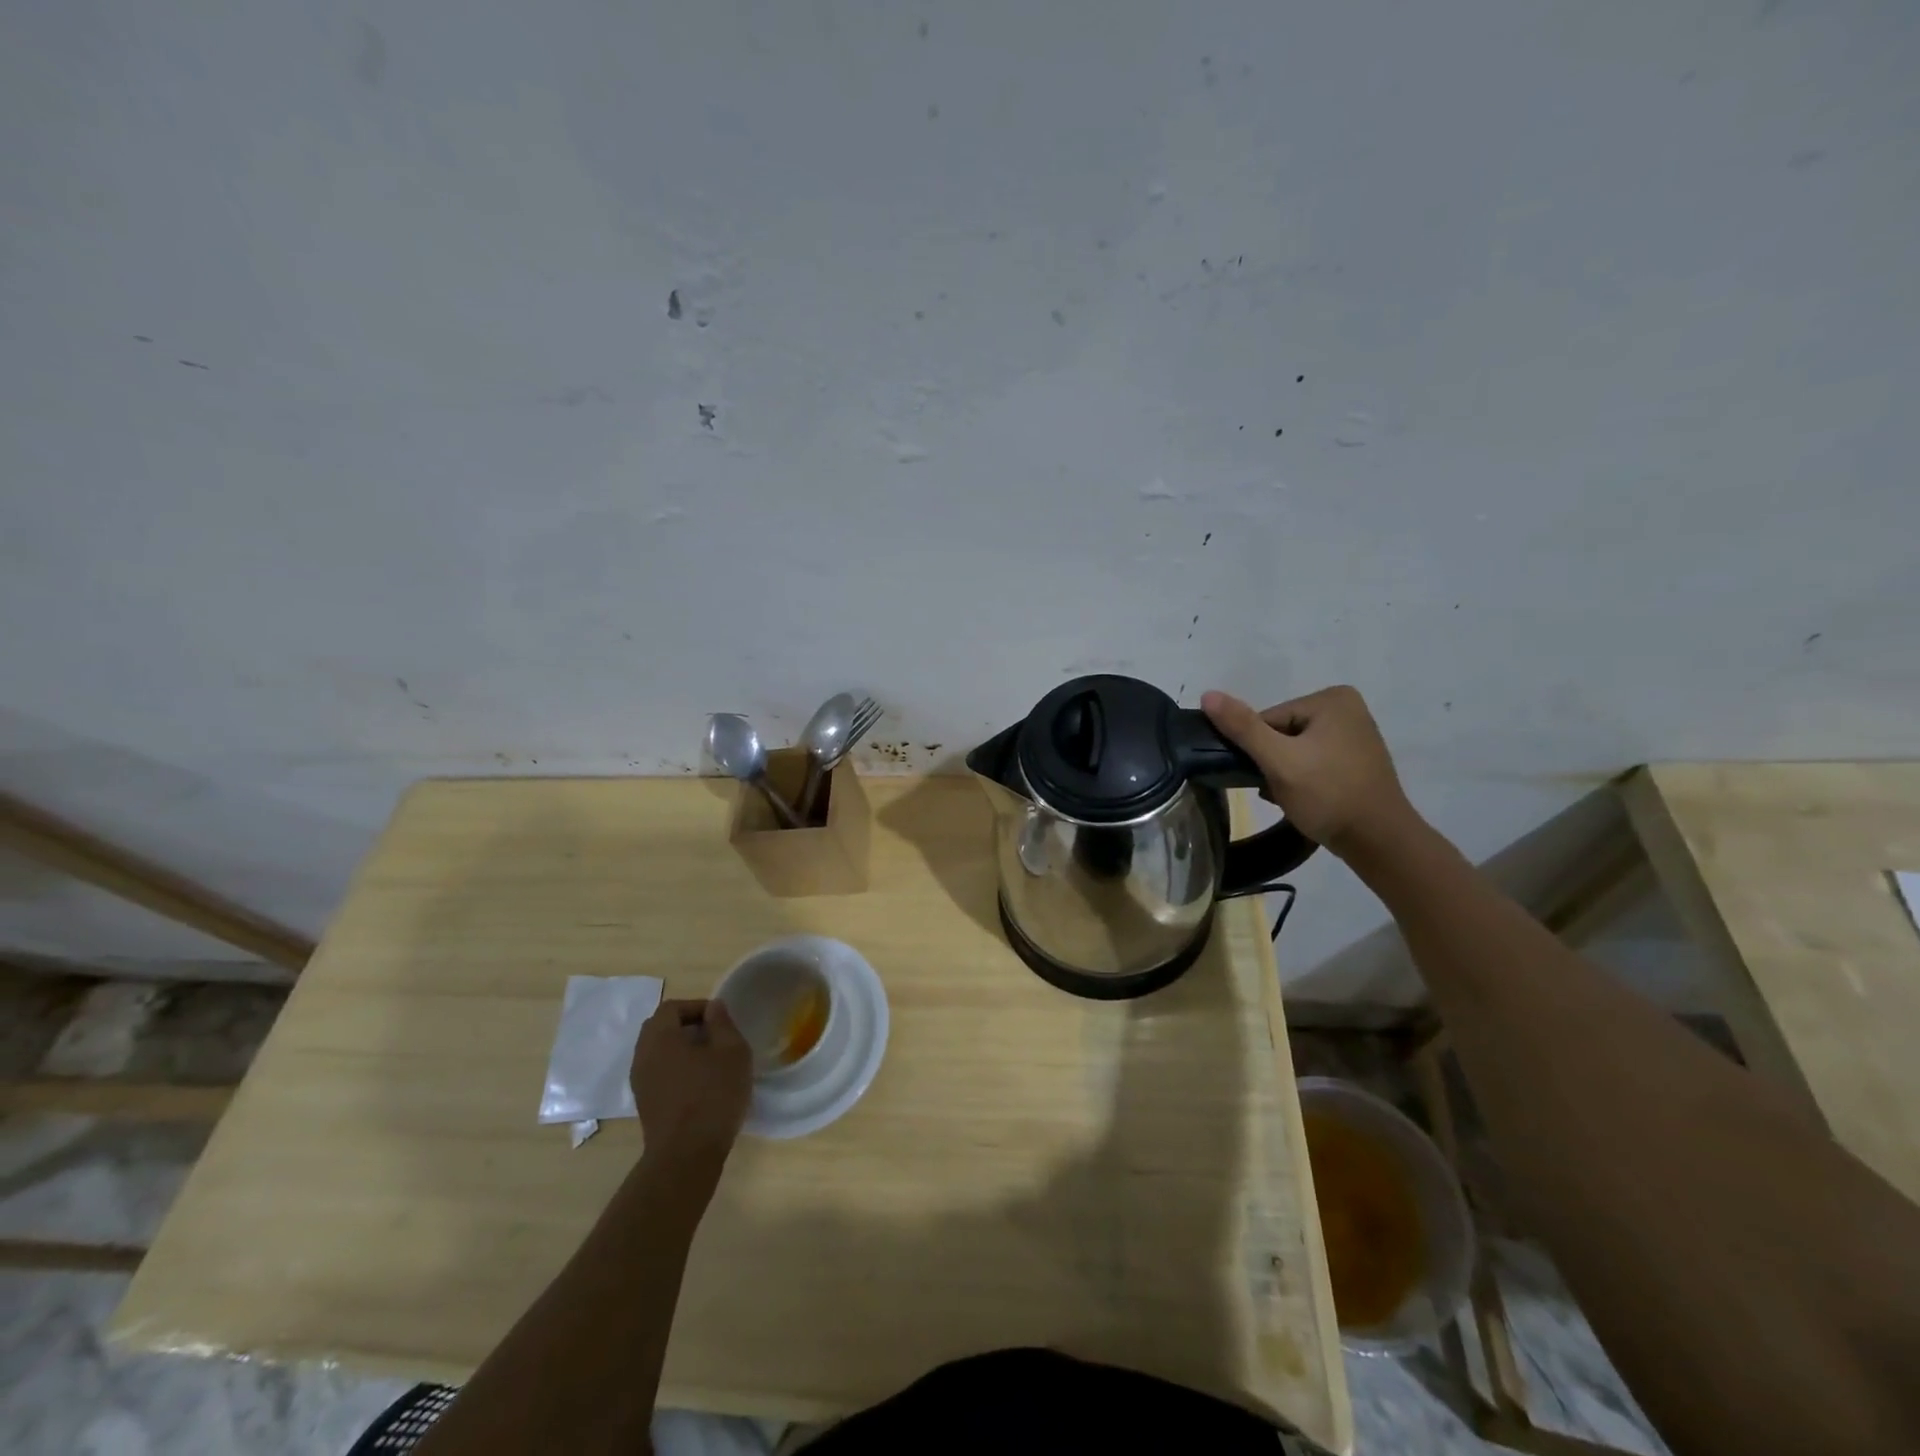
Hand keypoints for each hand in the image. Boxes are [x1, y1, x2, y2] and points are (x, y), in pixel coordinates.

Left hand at [629, 999, 751, 1173]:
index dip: (697, 1007)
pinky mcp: (645, 1104)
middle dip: (687, 1025)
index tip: (720, 1021)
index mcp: (659, 1038)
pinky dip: (676, 1069)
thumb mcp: (732, 1051)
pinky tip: (699, 1083)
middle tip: (715, 1037)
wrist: (686, 1156)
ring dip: (681, 1049)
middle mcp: (642, 1056)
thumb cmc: (712, 1095)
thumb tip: (713, 1007)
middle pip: (660, 1028)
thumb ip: (722, 1023)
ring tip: (710, 1061)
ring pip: (658, 1052)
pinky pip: (658, 1073)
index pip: (672, 1007)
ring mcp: (640, 1083)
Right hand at [1201, 685, 1419, 857]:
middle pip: (1280, 733)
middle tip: (1277, 790)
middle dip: (1271, 763)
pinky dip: (1301, 780)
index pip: (1268, 719)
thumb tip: (1207, 694)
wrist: (1379, 842)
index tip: (1265, 776)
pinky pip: (1312, 762)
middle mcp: (1347, 709)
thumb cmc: (1328, 795)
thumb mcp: (1279, 760)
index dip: (1258, 750)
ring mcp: (1354, 735)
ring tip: (1289, 797)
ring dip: (1283, 774)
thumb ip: (1242, 727)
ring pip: (1294, 750)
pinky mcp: (1355, 760)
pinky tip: (1303, 800)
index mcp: (1331, 699)